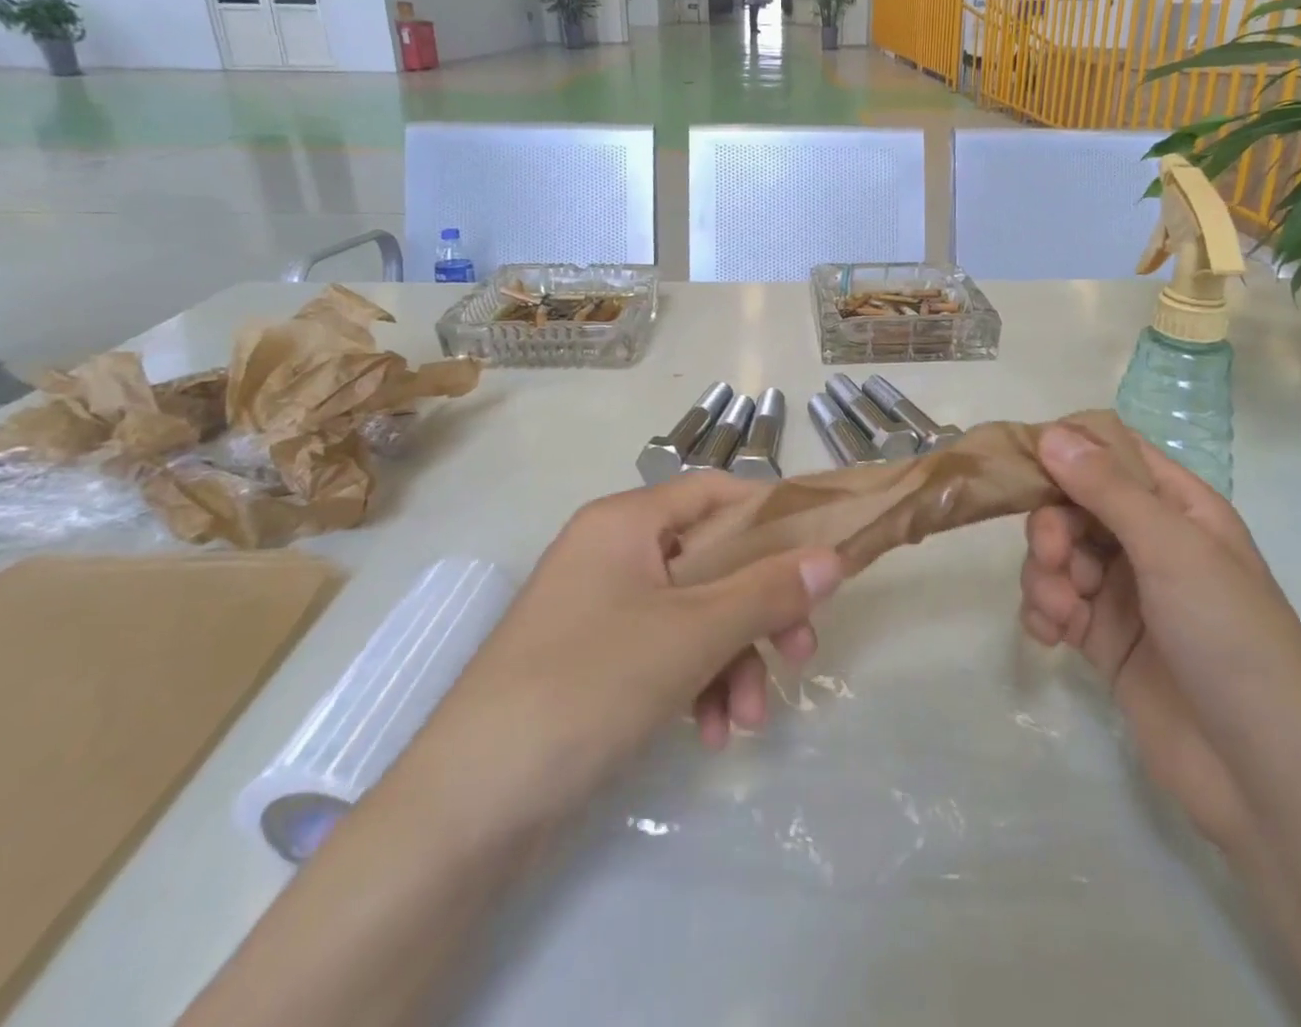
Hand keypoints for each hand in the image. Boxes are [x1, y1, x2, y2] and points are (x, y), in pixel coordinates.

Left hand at [394, 472, 843, 847]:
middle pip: (711, 560)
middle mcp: (612, 552)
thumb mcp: (691, 634)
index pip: (715, 493)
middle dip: (759, 610)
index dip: (771, 517)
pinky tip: (709, 734)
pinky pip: (665, 651)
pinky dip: (696, 684)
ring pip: (694, 613)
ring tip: (747, 721)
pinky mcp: (594, 660)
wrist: (466, 808)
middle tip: (801, 652)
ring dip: (732, 660)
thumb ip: (767, 591)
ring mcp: (600, 608)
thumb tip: (834, 557)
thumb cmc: (587, 686)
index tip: (818, 558)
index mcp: (626, 521)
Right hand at [1019, 425, 1300, 849]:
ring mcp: (1125, 591)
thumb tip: (1051, 432)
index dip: (1066, 450)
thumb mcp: (1173, 551)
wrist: (1266, 777)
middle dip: (1052, 525)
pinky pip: (1055, 602)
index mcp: (1178, 506)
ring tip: (1060, 611)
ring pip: (1058, 553)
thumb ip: (1108, 489)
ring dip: (1045, 574)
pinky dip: (1043, 611)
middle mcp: (1149, 540)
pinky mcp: (1103, 639)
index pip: (1111, 451)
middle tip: (1053, 556)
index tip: (1024, 464)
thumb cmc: (1232, 640)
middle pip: (1073, 502)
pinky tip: (1051, 636)